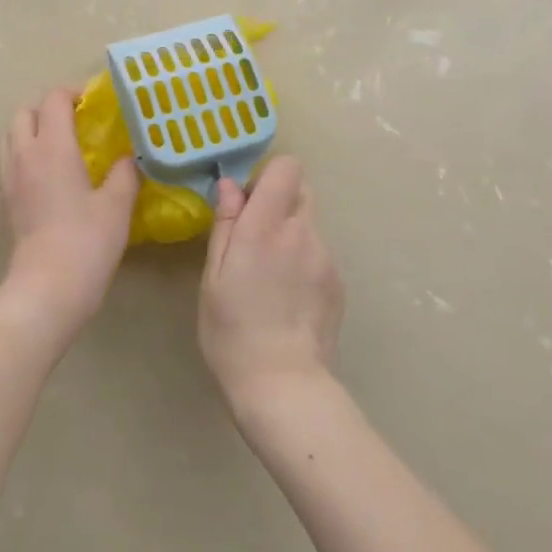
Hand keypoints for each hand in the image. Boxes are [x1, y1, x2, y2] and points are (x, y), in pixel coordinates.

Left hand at [0, 88, 139, 340]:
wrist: (47, 286)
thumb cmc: (87, 241)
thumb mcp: (118, 205)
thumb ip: (124, 173)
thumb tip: (128, 157)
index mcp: (53, 147)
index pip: (54, 100)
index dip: (73, 94)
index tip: (93, 104)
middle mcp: (24, 155)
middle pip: (24, 113)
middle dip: (47, 110)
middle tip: (74, 123)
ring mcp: (9, 178)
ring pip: (11, 136)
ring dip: (31, 131)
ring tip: (59, 147)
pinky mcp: (4, 201)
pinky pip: (8, 162)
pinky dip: (24, 156)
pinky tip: (47, 177)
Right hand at [200, 157, 344, 408]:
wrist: (283, 383)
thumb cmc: (232, 330)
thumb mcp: (213, 276)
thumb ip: (225, 225)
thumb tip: (230, 186)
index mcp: (266, 227)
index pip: (287, 168)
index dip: (267, 175)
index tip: (245, 201)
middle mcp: (302, 233)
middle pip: (301, 190)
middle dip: (278, 200)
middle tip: (253, 236)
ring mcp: (326, 258)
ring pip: (308, 224)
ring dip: (289, 233)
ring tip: (268, 277)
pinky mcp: (338, 283)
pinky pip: (318, 254)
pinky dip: (302, 261)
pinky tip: (287, 298)